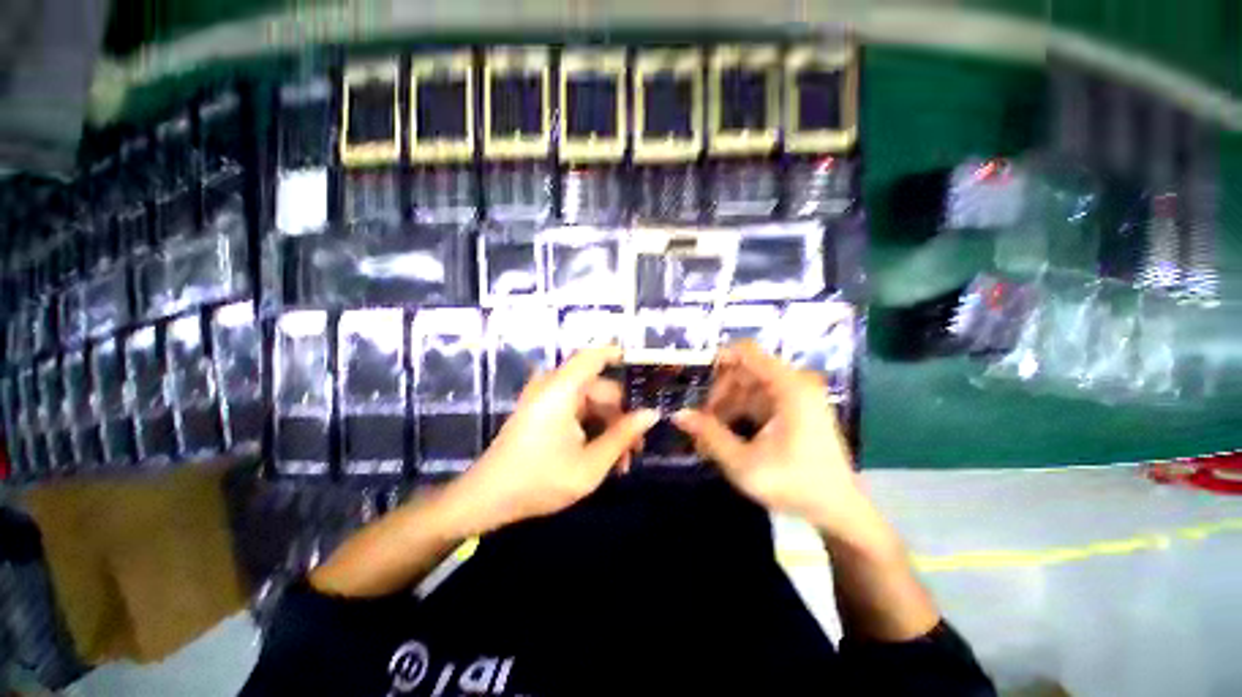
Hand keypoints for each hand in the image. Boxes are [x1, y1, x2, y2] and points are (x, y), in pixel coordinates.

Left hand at [451, 346, 658, 535]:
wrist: (486, 499)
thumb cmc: (539, 481)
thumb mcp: (590, 464)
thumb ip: (623, 435)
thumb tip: (651, 413)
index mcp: (562, 390)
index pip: (594, 356)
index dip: (618, 355)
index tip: (643, 370)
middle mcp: (553, 386)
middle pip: (599, 388)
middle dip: (621, 415)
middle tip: (636, 447)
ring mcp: (544, 399)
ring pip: (589, 402)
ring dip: (608, 426)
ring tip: (621, 461)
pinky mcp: (540, 411)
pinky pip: (574, 410)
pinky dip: (591, 427)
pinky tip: (601, 455)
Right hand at [673, 341, 864, 532]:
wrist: (838, 510)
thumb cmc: (794, 485)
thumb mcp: (744, 463)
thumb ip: (709, 435)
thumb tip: (678, 414)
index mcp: (789, 388)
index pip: (747, 352)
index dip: (718, 359)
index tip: (696, 379)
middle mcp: (795, 384)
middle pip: (744, 371)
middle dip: (719, 394)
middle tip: (702, 421)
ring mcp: (797, 397)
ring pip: (749, 387)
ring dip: (727, 406)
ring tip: (710, 434)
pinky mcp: (795, 410)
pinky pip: (760, 400)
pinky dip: (740, 413)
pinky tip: (727, 435)